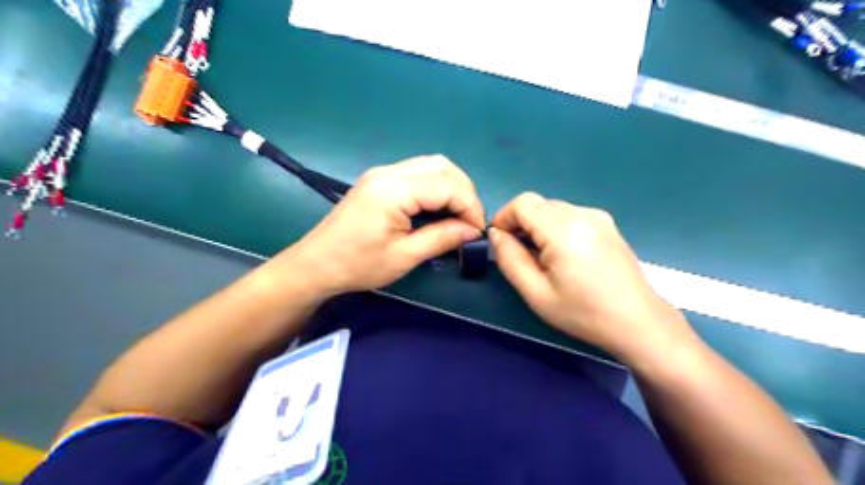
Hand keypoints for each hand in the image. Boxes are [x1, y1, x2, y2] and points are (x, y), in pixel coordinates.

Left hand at [275, 155, 482, 294]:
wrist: (316, 264)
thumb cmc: (358, 265)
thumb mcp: (404, 256)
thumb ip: (442, 237)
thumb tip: (473, 230)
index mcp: (393, 190)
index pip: (447, 186)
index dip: (470, 206)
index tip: (478, 230)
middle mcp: (388, 172)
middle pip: (441, 166)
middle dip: (464, 191)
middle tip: (469, 220)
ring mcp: (382, 172)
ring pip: (431, 165)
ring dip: (451, 186)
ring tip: (458, 214)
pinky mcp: (378, 179)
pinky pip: (417, 172)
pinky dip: (435, 186)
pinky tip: (438, 207)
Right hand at [489, 192, 693, 361]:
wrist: (638, 322)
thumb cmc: (583, 312)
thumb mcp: (536, 292)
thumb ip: (510, 259)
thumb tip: (496, 234)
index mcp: (564, 229)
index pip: (522, 203)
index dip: (503, 218)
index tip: (499, 242)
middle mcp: (582, 213)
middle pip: (537, 204)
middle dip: (520, 223)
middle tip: (519, 255)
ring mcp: (598, 217)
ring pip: (553, 209)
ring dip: (538, 226)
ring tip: (541, 258)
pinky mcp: (607, 224)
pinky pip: (570, 215)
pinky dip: (555, 228)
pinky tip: (562, 255)